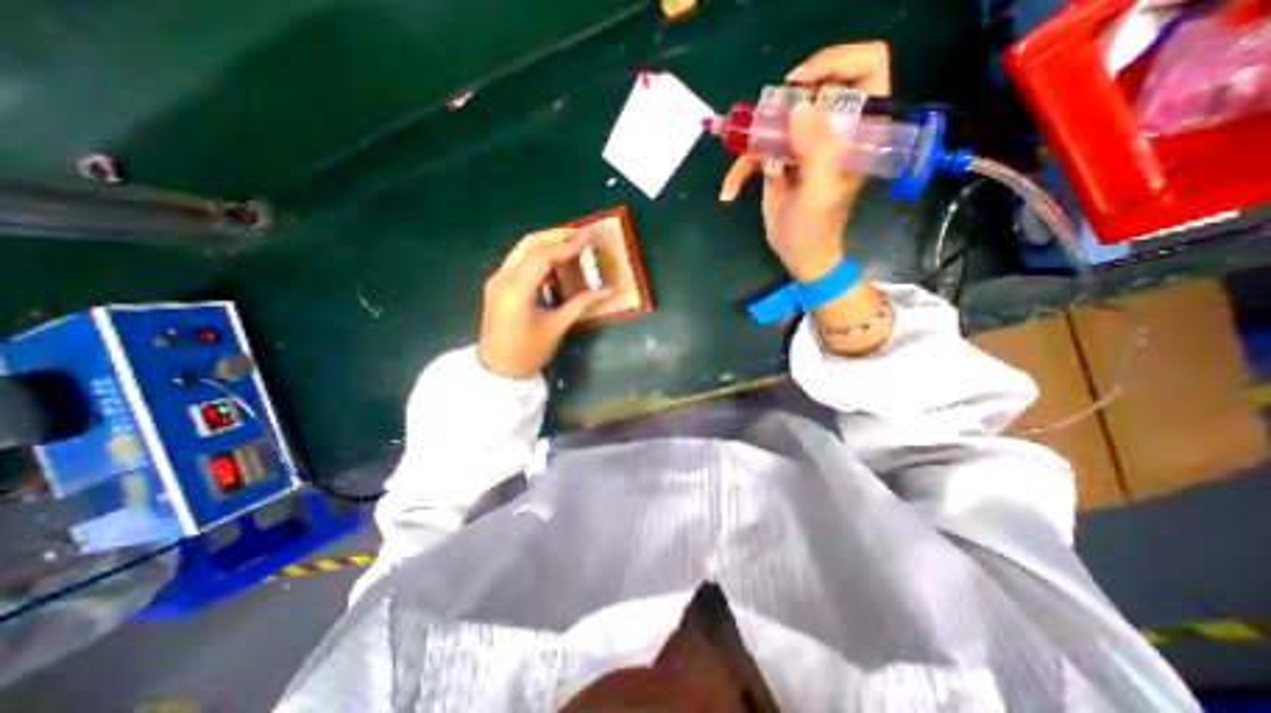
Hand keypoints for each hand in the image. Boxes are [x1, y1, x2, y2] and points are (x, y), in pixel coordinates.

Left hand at [478, 232, 611, 379]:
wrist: (496, 371)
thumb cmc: (527, 353)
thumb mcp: (556, 328)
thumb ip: (580, 304)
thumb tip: (606, 290)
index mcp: (516, 290)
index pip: (543, 256)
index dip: (569, 244)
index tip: (590, 235)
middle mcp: (502, 278)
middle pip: (530, 244)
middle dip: (557, 235)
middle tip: (582, 234)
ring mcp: (497, 280)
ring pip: (522, 249)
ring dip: (548, 242)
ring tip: (572, 242)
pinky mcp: (498, 285)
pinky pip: (519, 260)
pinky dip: (538, 255)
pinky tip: (555, 259)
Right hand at [720, 40, 887, 279]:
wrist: (799, 254)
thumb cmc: (816, 226)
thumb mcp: (820, 190)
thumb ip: (817, 148)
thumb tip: (800, 106)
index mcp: (857, 130)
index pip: (865, 69)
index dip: (836, 62)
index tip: (800, 83)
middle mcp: (831, 130)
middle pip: (810, 91)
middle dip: (779, 108)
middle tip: (761, 131)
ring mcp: (802, 145)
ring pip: (774, 123)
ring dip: (749, 146)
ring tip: (739, 175)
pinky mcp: (779, 162)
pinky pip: (755, 153)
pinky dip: (738, 172)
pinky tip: (729, 192)